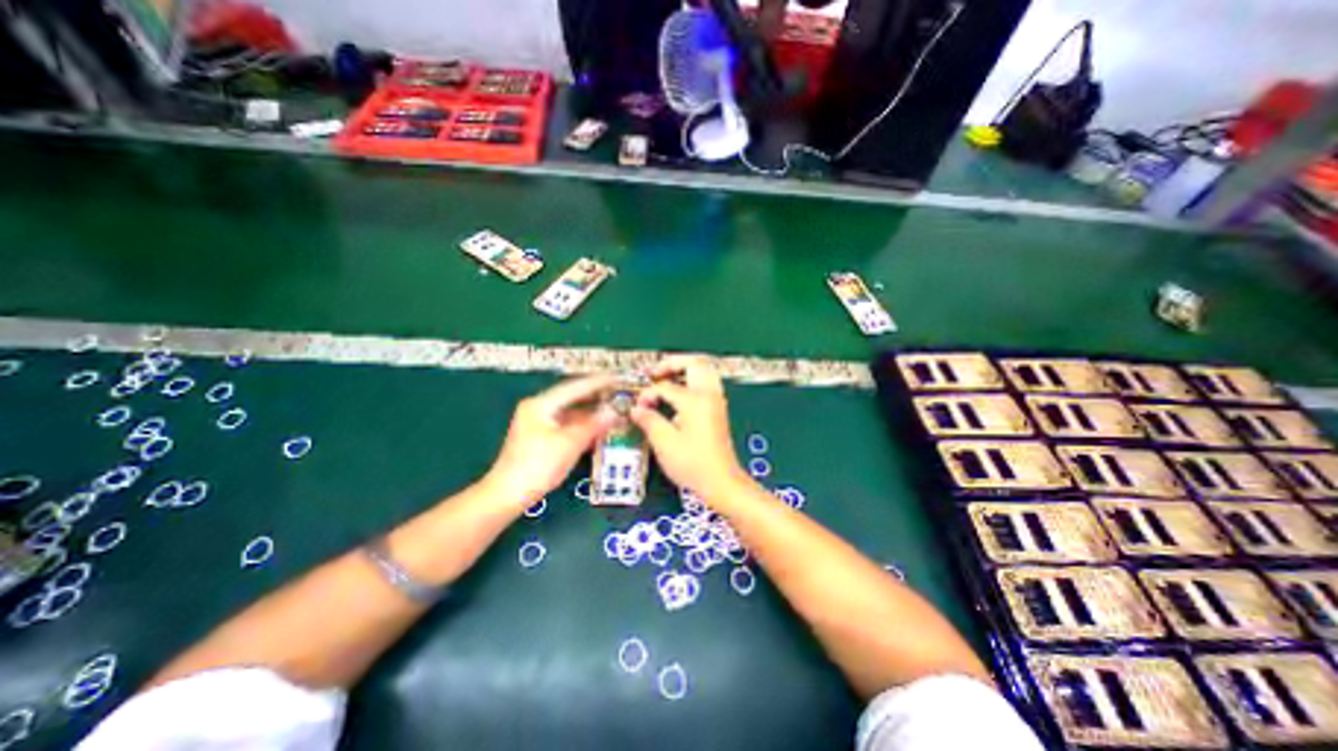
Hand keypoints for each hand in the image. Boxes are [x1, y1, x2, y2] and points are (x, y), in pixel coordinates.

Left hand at [484, 377, 619, 509]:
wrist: (508, 494)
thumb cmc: (538, 465)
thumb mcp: (570, 443)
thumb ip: (593, 425)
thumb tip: (614, 411)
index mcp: (541, 404)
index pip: (575, 387)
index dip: (598, 383)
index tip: (617, 378)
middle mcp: (538, 408)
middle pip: (572, 398)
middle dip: (595, 397)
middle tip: (618, 393)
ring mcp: (537, 423)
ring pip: (570, 413)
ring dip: (590, 414)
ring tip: (612, 411)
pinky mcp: (540, 438)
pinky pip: (566, 425)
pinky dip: (581, 426)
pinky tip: (597, 430)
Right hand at [632, 354, 748, 498]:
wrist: (721, 481)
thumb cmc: (693, 464)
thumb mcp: (664, 443)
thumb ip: (648, 420)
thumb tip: (636, 409)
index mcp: (695, 400)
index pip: (665, 386)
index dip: (648, 393)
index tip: (638, 407)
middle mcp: (709, 395)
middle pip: (694, 362)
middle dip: (672, 363)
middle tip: (654, 373)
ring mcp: (716, 401)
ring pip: (703, 370)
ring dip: (684, 369)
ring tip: (665, 378)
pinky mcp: (718, 409)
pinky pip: (706, 382)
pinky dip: (691, 380)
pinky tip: (678, 392)